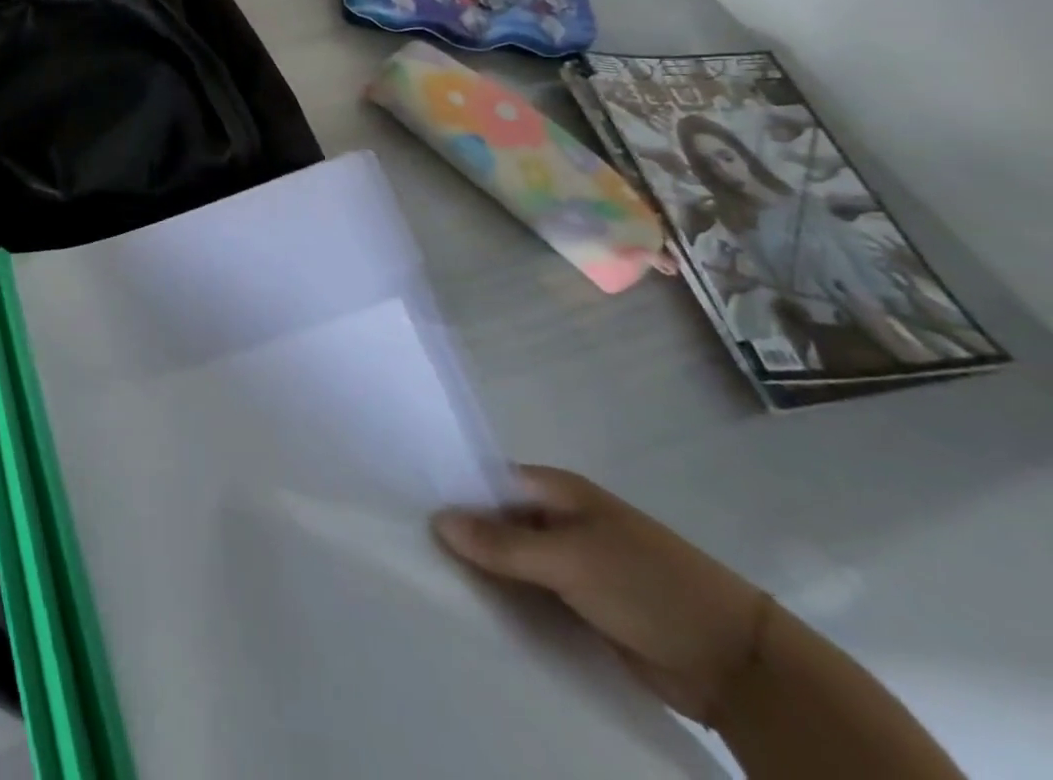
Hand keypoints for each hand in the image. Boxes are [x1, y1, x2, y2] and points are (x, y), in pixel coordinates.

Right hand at [432, 466, 764, 722]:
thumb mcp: (570, 559)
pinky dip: (508, 602)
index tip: (407, 506)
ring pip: (512, 561)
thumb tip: (437, 518)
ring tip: (430, 582)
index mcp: (557, 490)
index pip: (488, 480)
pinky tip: (474, 613)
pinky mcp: (582, 605)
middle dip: (463, 535)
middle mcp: (560, 519)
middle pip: (497, 521)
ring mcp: (573, 563)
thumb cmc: (648, 585)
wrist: (737, 664)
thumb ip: (503, 542)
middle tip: (410, 549)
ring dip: (484, 573)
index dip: (452, 490)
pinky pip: (532, 596)